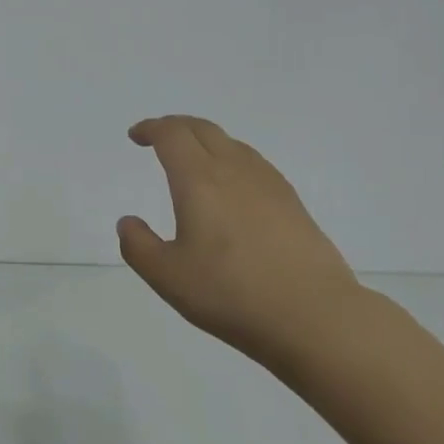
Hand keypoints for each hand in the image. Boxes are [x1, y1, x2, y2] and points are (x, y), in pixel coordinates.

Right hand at [118, 115, 362, 360]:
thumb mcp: (168, 277)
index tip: (136, 136)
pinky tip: (232, 187)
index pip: (172, 135)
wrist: (315, 316)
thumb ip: (139, 246)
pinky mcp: (292, 202)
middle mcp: (234, 170)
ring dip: (205, 141)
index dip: (151, 128)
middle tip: (158, 138)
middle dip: (176, 126)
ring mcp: (268, 183)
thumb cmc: (231, 294)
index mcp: (199, 180)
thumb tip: (128, 222)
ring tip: (193, 160)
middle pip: (202, 129)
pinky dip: (231, 159)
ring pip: (231, 143)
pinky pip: (253, 162)